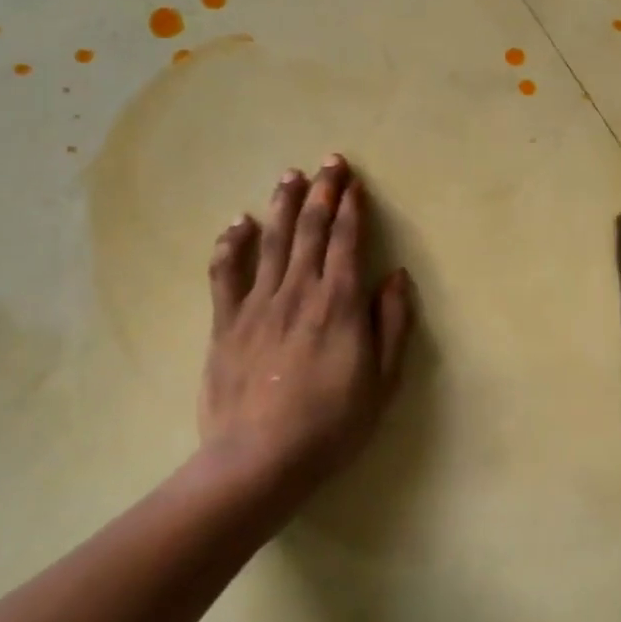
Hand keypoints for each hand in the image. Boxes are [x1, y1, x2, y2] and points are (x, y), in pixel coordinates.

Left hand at [197, 155, 411, 498]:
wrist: (260, 459)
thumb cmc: (332, 425)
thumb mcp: (382, 382)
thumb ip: (392, 325)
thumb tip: (395, 276)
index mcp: (339, 305)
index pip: (346, 242)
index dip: (351, 208)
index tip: (354, 182)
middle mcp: (299, 293)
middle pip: (310, 230)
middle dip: (322, 192)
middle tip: (329, 162)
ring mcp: (257, 304)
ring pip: (272, 241)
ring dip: (282, 204)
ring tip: (290, 175)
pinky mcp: (225, 322)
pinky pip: (226, 272)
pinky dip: (232, 243)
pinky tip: (238, 222)